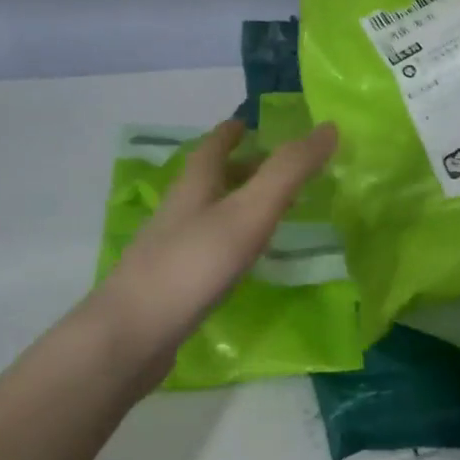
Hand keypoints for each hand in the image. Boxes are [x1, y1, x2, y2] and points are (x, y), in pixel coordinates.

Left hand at [89, 118, 338, 377]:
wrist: (131, 336)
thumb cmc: (192, 265)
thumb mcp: (248, 212)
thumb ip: (288, 172)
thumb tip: (328, 128)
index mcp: (194, 185)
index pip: (213, 146)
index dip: (232, 131)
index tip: (250, 123)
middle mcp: (179, 210)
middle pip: (210, 179)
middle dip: (241, 168)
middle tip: (278, 170)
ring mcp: (171, 248)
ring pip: (209, 214)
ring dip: (237, 205)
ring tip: (270, 212)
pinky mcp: (172, 283)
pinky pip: (206, 249)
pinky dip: (230, 242)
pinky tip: (244, 261)